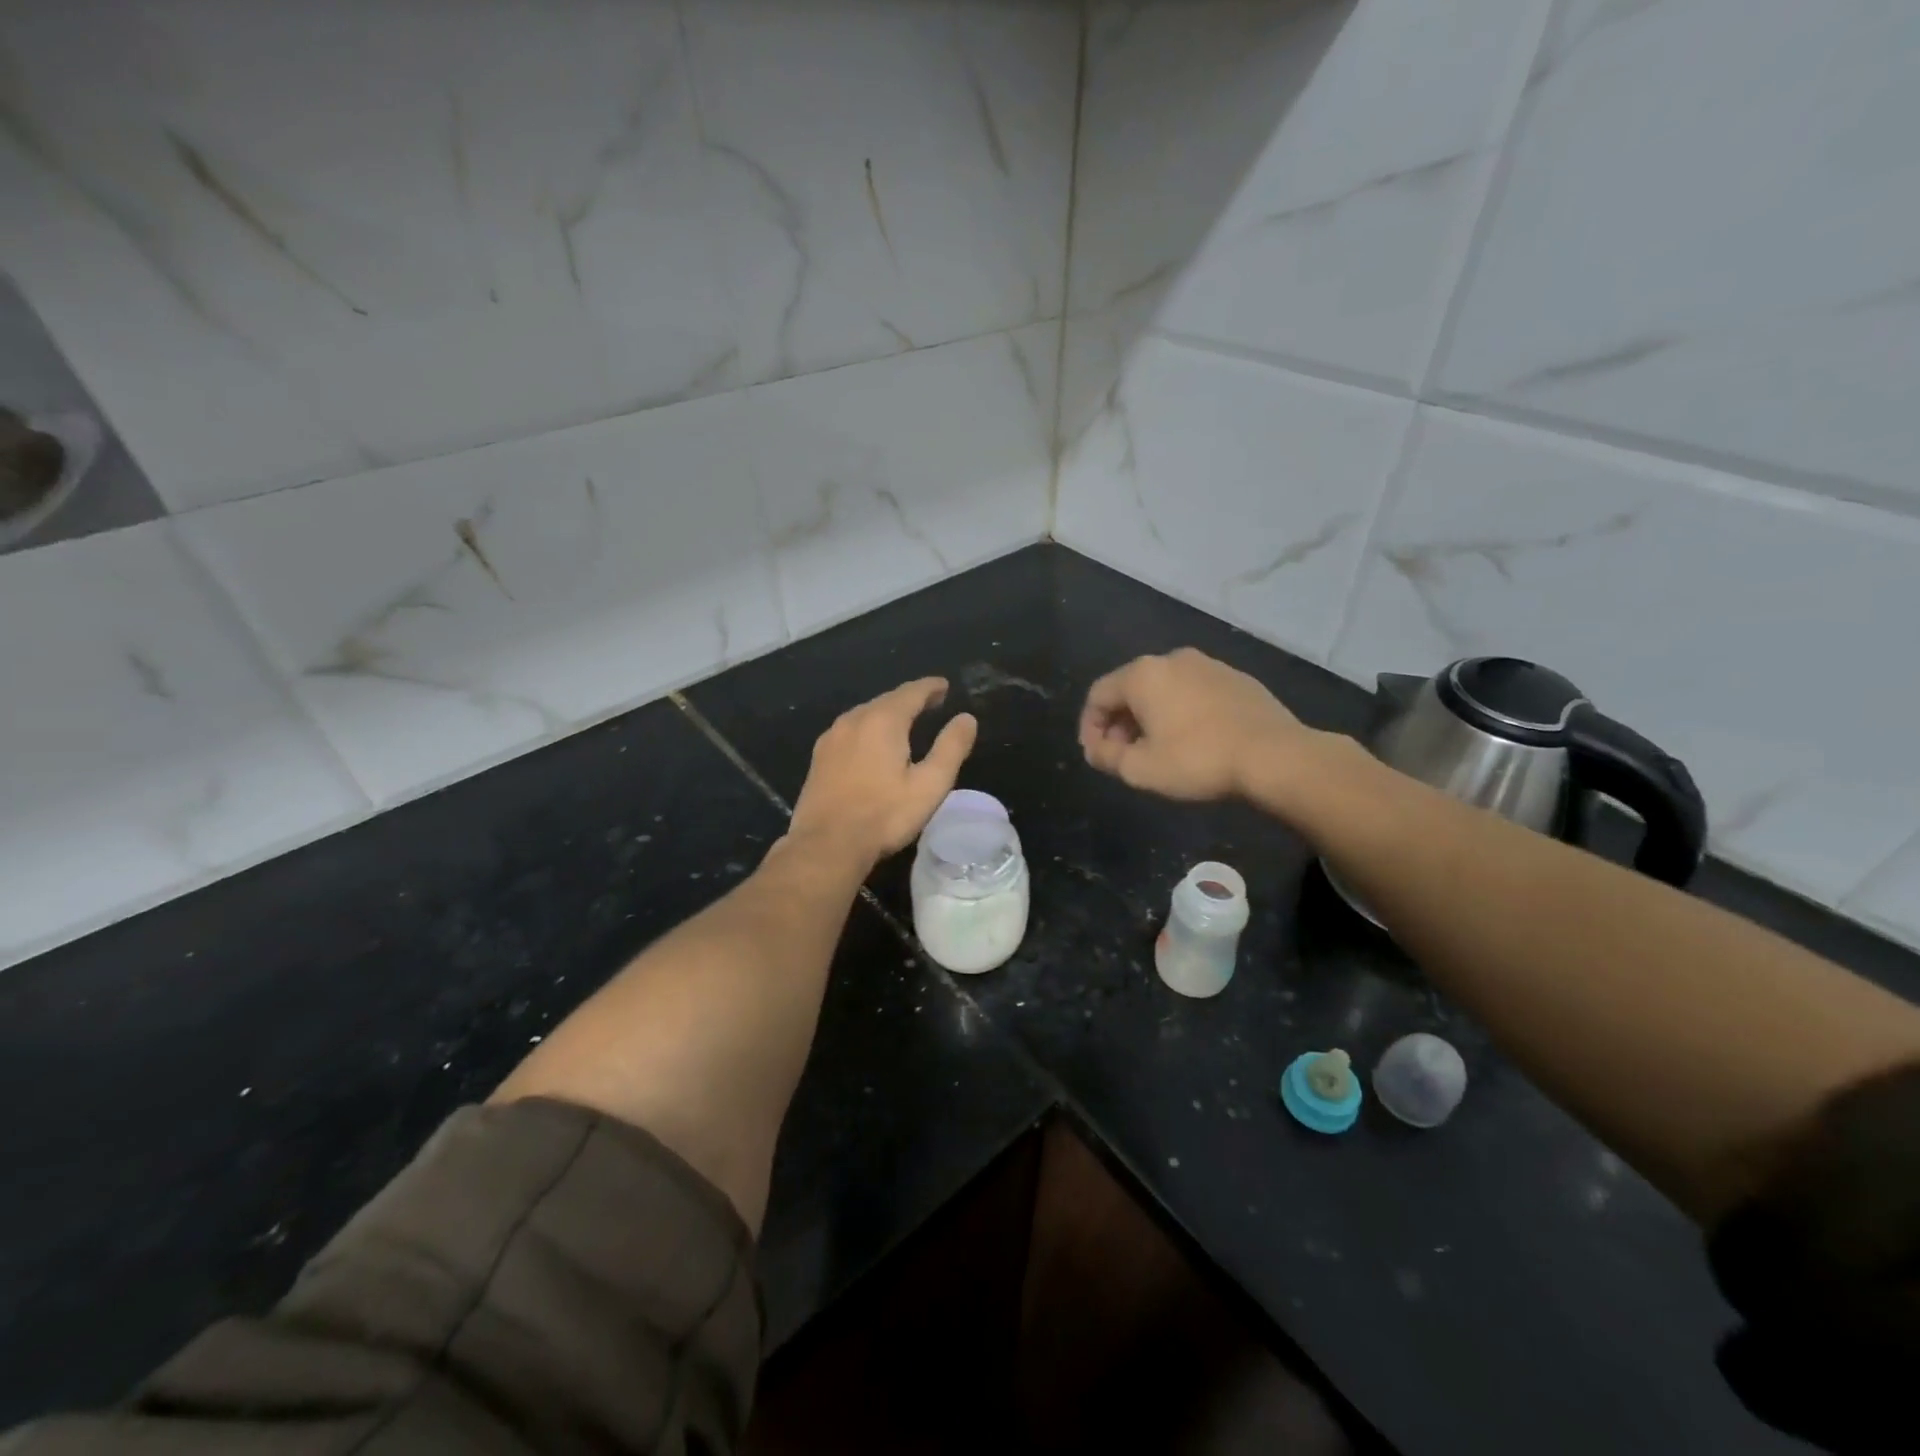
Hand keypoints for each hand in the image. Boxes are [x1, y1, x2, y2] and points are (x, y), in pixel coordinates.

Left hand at [788, 677, 978, 862]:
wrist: (826, 844)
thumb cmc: (884, 815)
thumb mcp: (929, 785)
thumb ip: (950, 748)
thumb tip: (966, 719)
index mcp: (883, 721)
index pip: (911, 692)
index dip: (930, 687)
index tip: (944, 686)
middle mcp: (854, 720)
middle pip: (886, 700)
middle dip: (909, 699)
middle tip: (930, 703)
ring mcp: (831, 738)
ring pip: (865, 714)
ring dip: (887, 713)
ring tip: (905, 721)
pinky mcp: (819, 758)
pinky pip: (849, 731)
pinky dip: (868, 729)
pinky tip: (872, 744)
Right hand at [1079, 648, 1313, 801]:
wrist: (1275, 756)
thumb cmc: (1197, 760)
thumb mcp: (1140, 769)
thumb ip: (1106, 756)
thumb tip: (1096, 749)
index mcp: (1143, 675)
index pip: (1098, 695)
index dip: (1089, 727)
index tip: (1097, 756)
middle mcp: (1172, 659)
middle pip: (1130, 689)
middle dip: (1120, 723)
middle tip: (1124, 756)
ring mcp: (1209, 665)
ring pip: (1164, 690)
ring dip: (1151, 718)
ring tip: (1158, 751)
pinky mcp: (1236, 678)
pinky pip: (1194, 693)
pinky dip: (1182, 712)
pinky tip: (1194, 741)